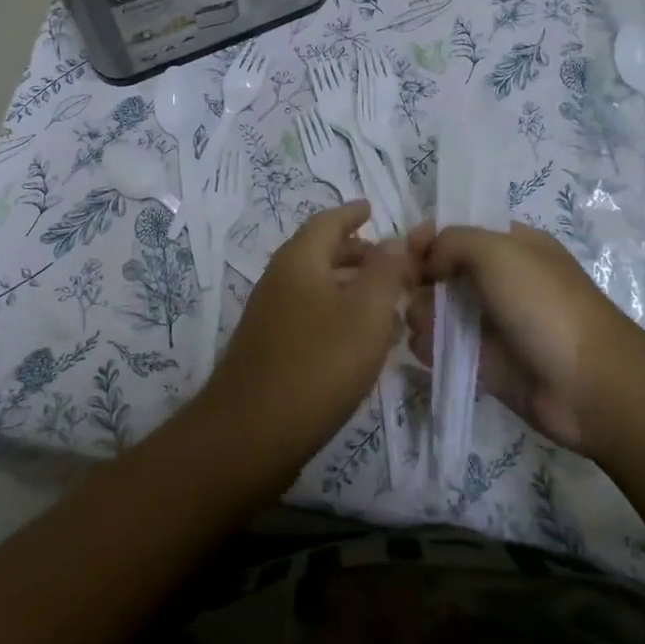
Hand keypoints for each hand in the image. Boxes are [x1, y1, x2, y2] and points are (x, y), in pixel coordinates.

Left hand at [192, 201, 413, 487]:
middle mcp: (279, 281)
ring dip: (352, 287)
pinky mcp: (271, 350)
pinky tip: (362, 342)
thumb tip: (394, 240)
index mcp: (299, 261)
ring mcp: (271, 317)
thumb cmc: (317, 364)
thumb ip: (385, 271)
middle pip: (321, 253)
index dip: (352, 213)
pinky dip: (340, 315)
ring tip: (388, 302)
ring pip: (317, 287)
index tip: (372, 208)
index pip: (327, 222)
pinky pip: (311, 316)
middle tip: (392, 261)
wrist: (250, 435)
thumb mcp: (366, 312)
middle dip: (357, 252)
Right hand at [407, 220, 632, 454]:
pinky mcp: (486, 363)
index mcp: (512, 245)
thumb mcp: (497, 250)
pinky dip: (431, 349)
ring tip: (423, 327)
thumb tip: (429, 261)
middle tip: (409, 294)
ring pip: (440, 311)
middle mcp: (501, 280)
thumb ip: (453, 241)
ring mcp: (493, 323)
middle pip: (443, 272)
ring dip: (422, 316)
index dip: (428, 238)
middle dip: (420, 281)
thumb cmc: (543, 305)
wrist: (588, 384)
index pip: (459, 231)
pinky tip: (428, 352)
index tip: (404, 253)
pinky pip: (446, 349)